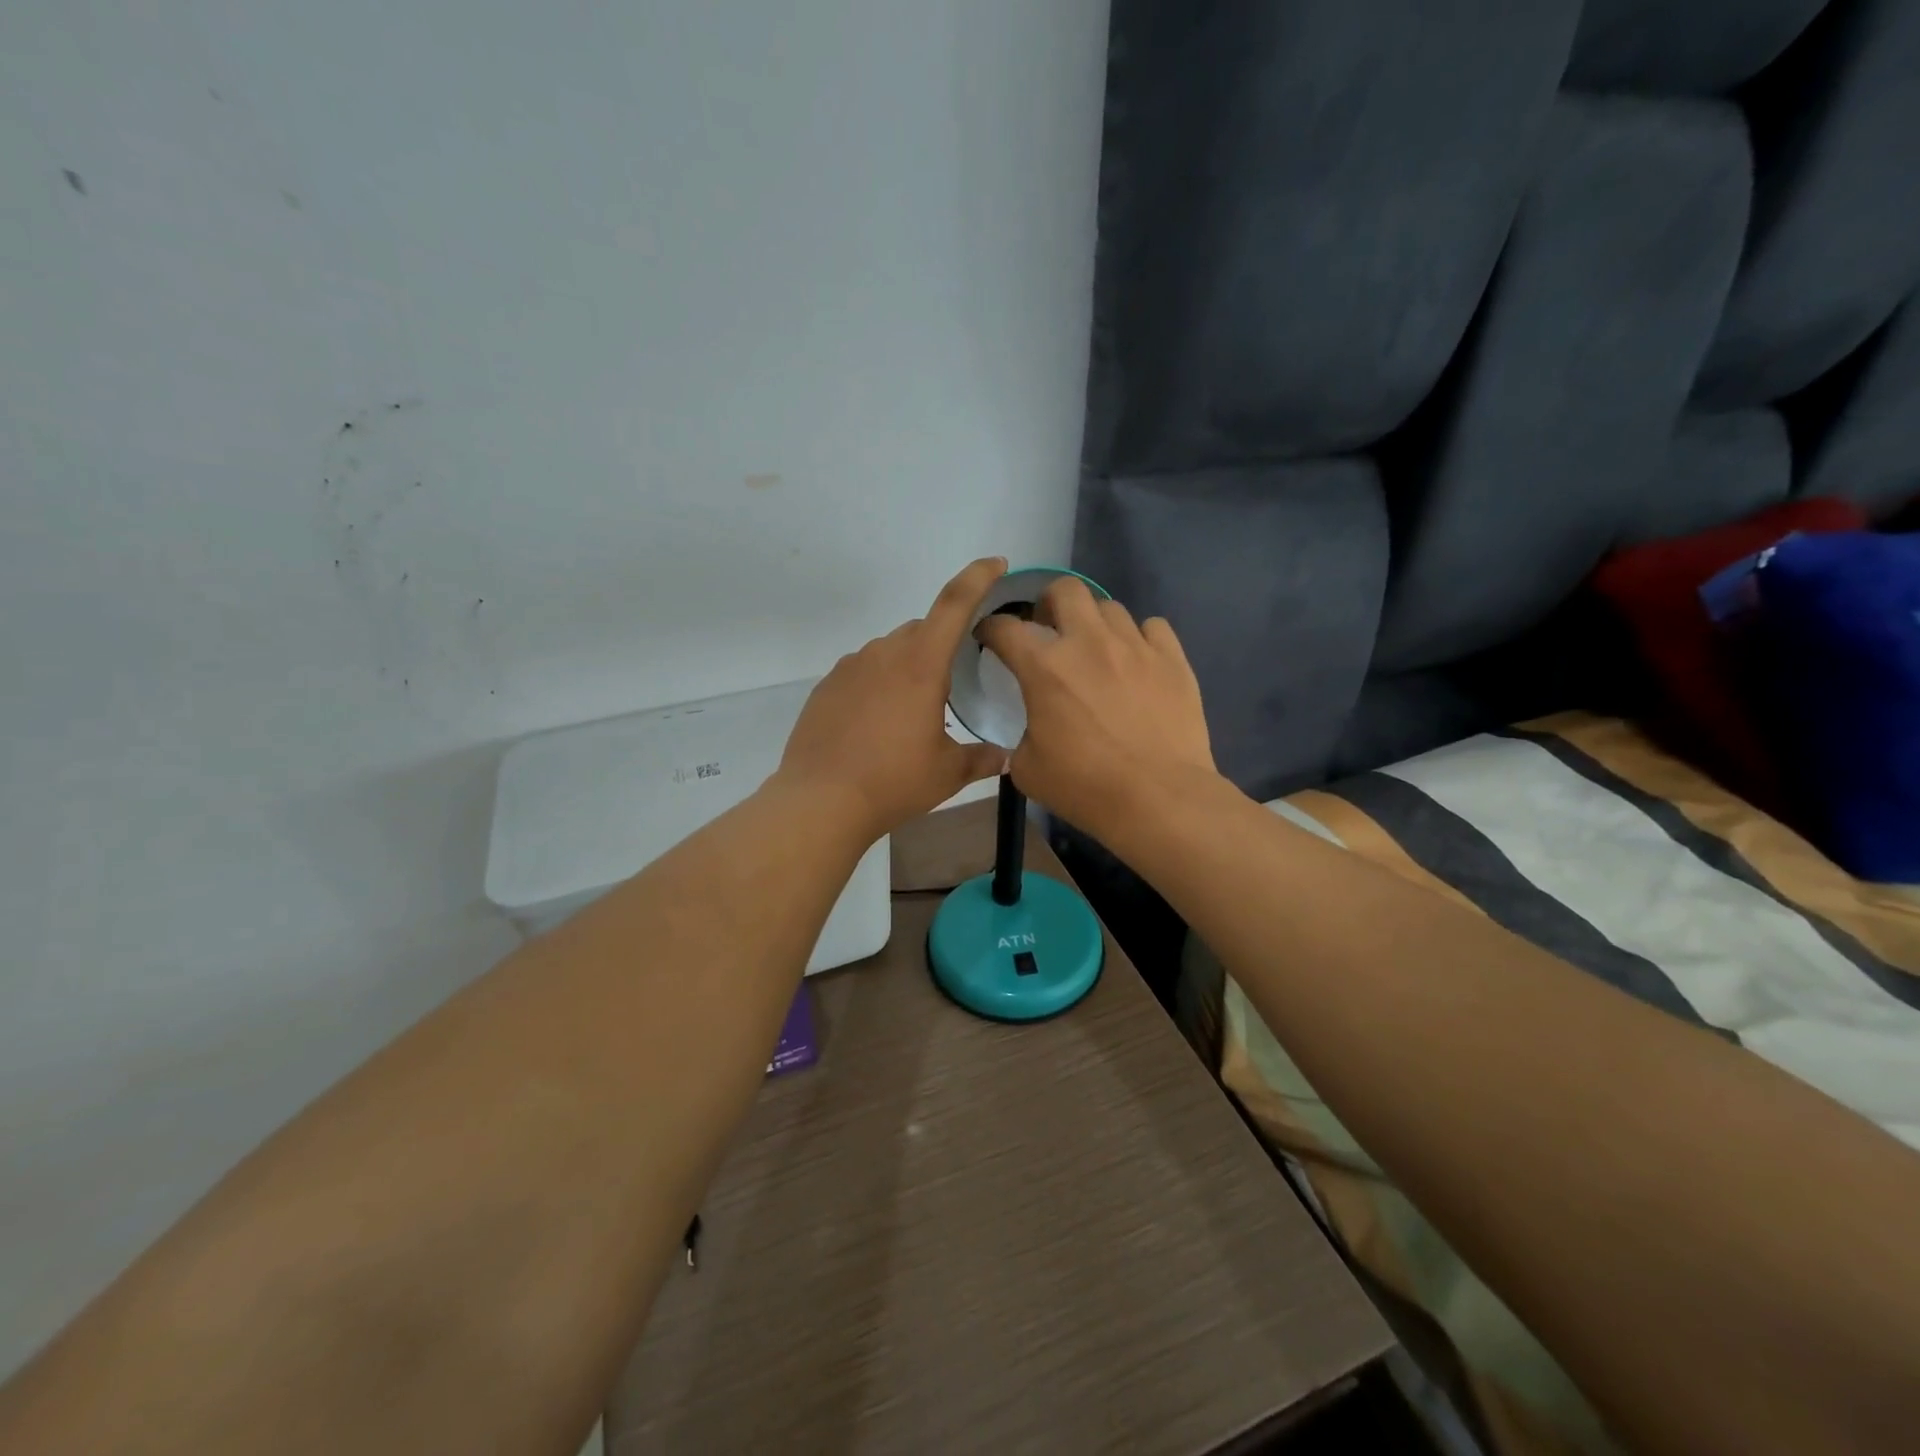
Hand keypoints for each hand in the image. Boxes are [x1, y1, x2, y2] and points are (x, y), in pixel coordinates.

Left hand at [774, 558, 1011, 840]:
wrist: (820, 801)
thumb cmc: (893, 782)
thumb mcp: (947, 773)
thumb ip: (981, 758)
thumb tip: (1006, 757)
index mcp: (921, 664)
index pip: (954, 603)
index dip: (978, 577)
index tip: (996, 563)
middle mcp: (884, 653)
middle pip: (922, 630)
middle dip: (942, 645)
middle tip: (952, 685)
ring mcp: (849, 667)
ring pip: (890, 651)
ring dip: (908, 667)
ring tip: (912, 712)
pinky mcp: (826, 686)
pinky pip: (862, 671)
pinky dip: (878, 684)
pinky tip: (877, 722)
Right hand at [975, 577, 1216, 834]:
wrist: (1159, 799)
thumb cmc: (1085, 787)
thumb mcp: (1028, 769)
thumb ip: (1022, 736)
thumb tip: (1033, 729)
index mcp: (1045, 667)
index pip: (1005, 627)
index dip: (990, 629)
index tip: (990, 638)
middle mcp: (1089, 642)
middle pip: (1065, 590)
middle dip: (1049, 602)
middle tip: (1048, 628)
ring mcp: (1135, 646)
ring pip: (1110, 606)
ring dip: (1094, 622)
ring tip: (1096, 648)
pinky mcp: (1173, 659)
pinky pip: (1153, 628)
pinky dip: (1140, 638)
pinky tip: (1137, 661)